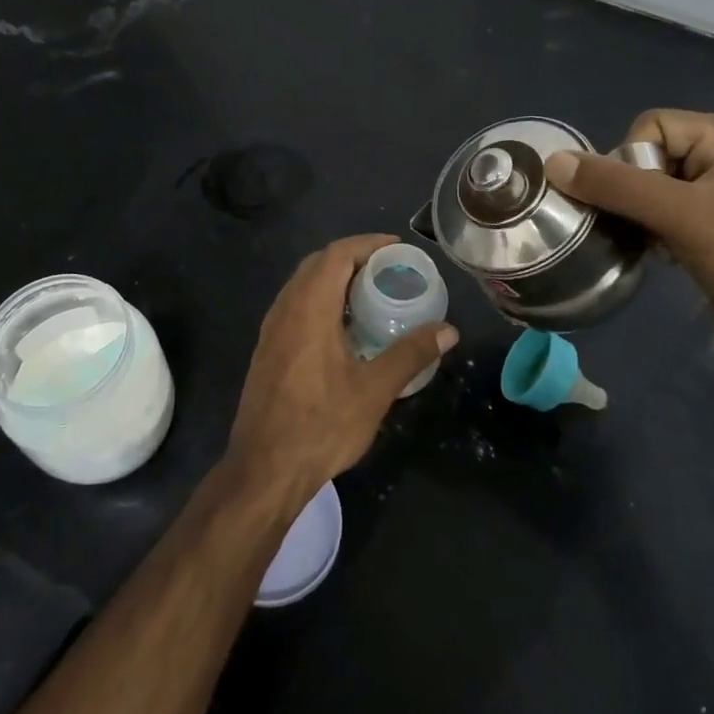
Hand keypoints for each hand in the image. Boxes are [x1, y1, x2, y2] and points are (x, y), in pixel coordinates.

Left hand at [228, 235, 456, 496]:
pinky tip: (342, 328)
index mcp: (308, 309)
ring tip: (370, 294)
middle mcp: (284, 310)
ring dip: (333, 279)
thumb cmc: (321, 425)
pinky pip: (294, 307)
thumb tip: (448, 330)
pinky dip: (320, 301)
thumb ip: (410, 353)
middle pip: (317, 264)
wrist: (264, 469)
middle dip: (352, 257)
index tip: (397, 248)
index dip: (367, 244)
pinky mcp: (266, 351)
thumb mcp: (374, 390)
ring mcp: (270, 331)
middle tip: (388, 269)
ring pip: (302, 286)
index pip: (335, 255)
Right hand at [545, 111, 713, 363]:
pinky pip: (665, 212)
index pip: (650, 126)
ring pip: (651, 188)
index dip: (631, 162)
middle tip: (646, 227)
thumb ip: (616, 186)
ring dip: (640, 216)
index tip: (642, 204)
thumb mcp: (680, 216)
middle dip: (634, 194)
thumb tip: (553, 163)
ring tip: (656, 244)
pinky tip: (663, 255)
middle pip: (648, 156)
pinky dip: (653, 231)